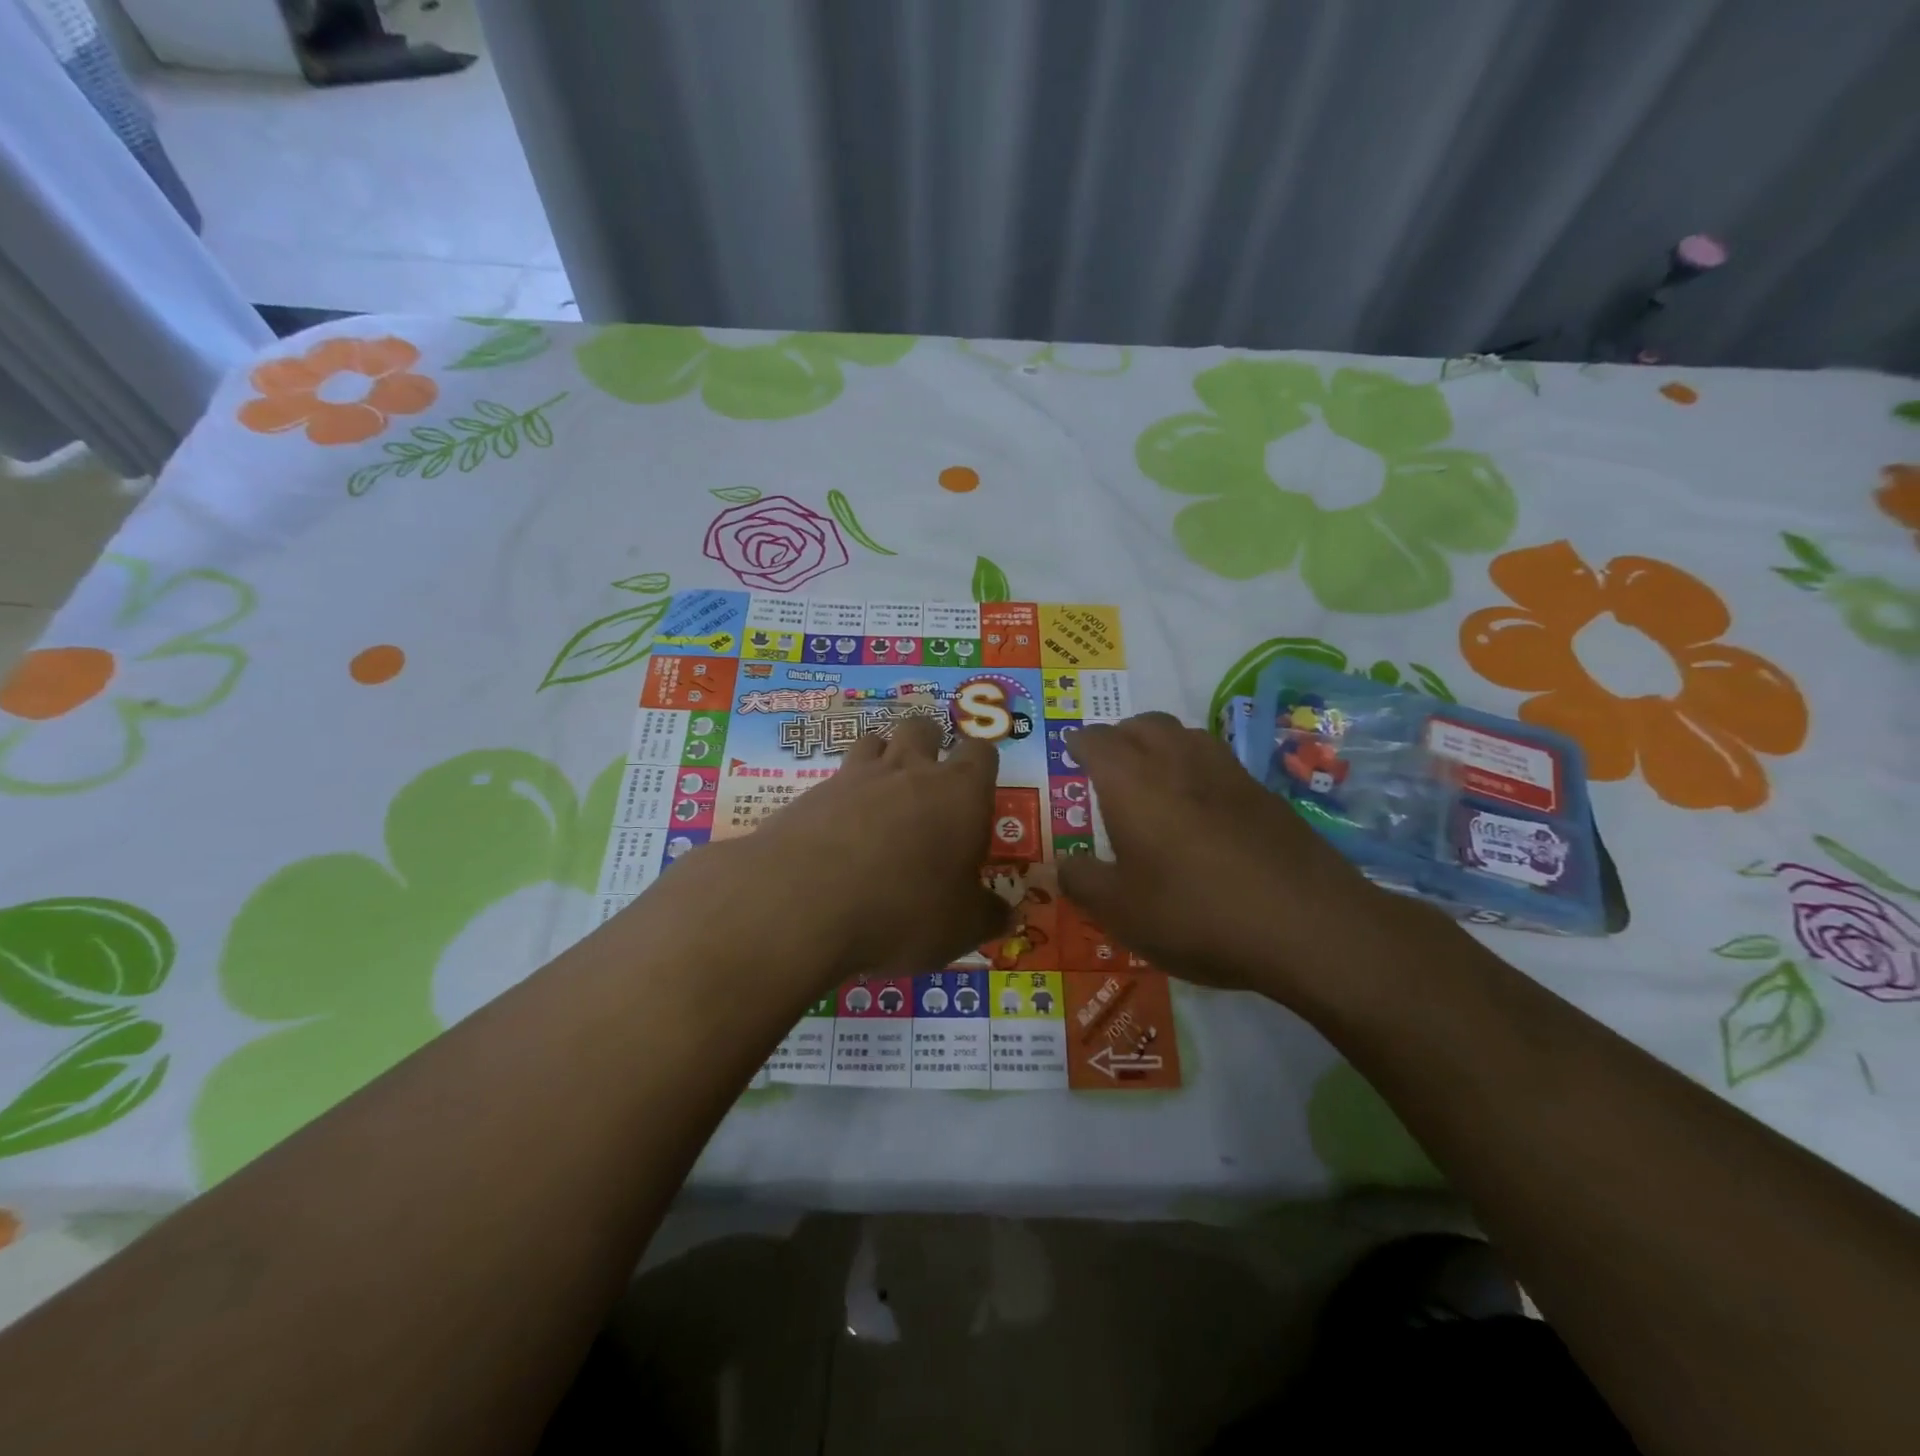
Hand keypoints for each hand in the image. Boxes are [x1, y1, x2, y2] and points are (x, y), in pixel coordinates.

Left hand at [656, 716, 1009, 997]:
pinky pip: (834, 779)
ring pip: (874, 740)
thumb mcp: (960, 927)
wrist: (804, 902)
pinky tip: (837, 832)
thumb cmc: (903, 909)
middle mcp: (910, 770)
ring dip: (882, 758)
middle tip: (928, 784)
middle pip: (923, 727)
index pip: (981, 753)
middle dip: (929, 743)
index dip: (981, 767)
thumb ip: (987, 915)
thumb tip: (1009, 914)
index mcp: (960, 793)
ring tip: (881, 798)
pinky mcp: (812, 793)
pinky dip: (841, 796)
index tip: (977, 795)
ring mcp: (856, 776)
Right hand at [1057, 712, 1434, 1008]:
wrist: (1307, 926)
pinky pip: (1218, 761)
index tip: (1071, 750)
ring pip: (1186, 734)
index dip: (1080, 743)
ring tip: (1153, 775)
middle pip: (1144, 724)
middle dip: (1120, 734)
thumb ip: (1082, 882)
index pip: (1098, 741)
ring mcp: (1228, 773)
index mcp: (1133, 781)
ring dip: (1161, 743)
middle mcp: (1178, 762)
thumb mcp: (1121, 911)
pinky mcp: (1264, 794)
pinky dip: (1196, 768)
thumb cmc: (1195, 913)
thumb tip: (1061, 863)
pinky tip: (1201, 806)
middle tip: (1108, 760)